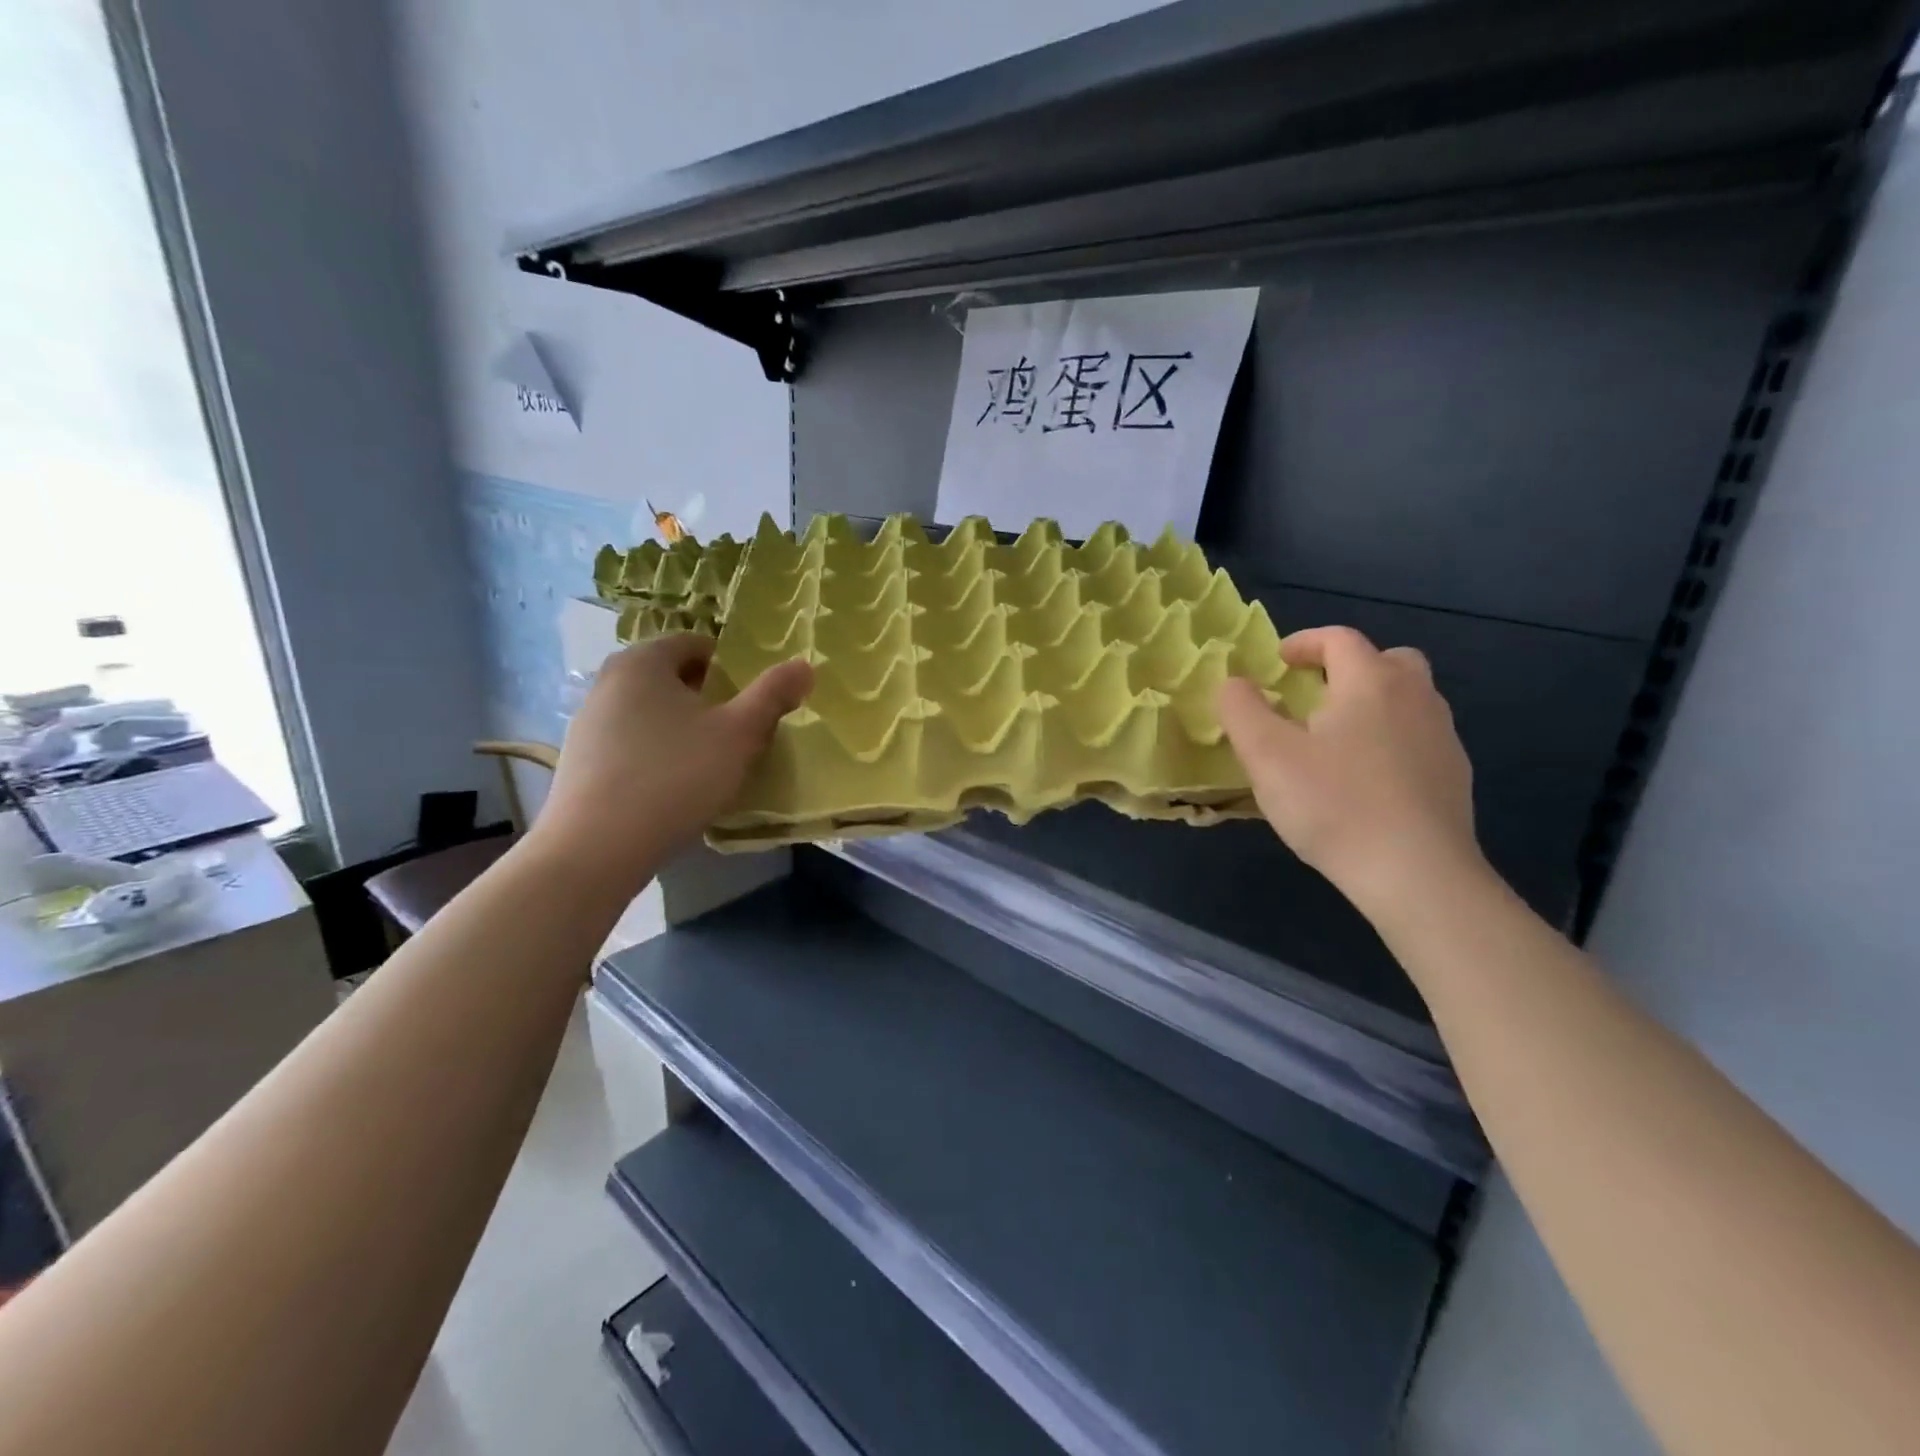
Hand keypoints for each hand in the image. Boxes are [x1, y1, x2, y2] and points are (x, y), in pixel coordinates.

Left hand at [530, 635, 811, 886]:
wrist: (597, 848)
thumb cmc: (676, 776)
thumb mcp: (739, 734)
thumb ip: (773, 695)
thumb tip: (805, 665)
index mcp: (643, 661)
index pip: (695, 644)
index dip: (730, 666)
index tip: (751, 699)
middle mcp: (607, 681)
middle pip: (671, 677)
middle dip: (707, 698)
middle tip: (736, 731)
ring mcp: (587, 722)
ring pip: (650, 711)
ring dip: (681, 727)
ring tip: (707, 762)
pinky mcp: (579, 761)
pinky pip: (630, 742)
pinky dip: (655, 753)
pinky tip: (672, 787)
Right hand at [1216, 626, 1484, 918]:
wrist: (1416, 873)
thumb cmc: (1333, 804)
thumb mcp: (1266, 755)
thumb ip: (1241, 709)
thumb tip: (1234, 682)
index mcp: (1371, 682)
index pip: (1339, 639)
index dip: (1304, 642)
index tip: (1277, 662)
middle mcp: (1416, 698)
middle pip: (1388, 660)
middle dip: (1349, 667)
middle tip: (1315, 695)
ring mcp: (1443, 737)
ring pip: (1409, 700)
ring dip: (1372, 703)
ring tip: (1337, 738)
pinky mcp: (1454, 777)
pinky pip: (1418, 737)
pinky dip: (1391, 739)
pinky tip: (1366, 779)